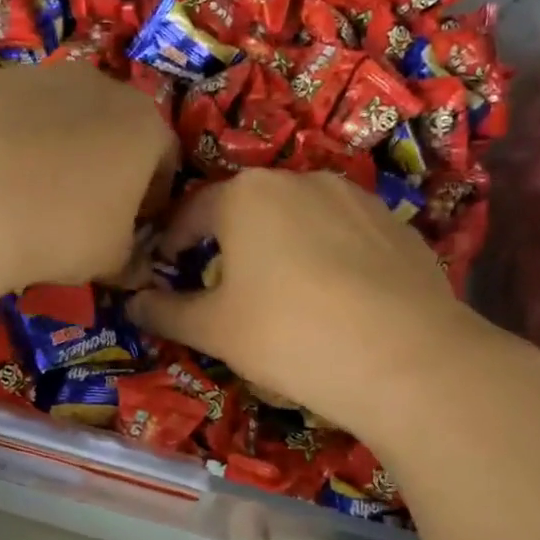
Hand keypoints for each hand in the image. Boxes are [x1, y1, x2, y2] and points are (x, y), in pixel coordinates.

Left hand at [0, 62, 177, 299]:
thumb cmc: (58, 229)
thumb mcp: (110, 260)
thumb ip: (130, 259)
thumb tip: (134, 269)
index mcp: (142, 123)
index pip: (166, 159)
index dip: (153, 198)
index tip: (134, 228)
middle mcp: (95, 85)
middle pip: (112, 128)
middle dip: (105, 167)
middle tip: (82, 212)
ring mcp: (34, 76)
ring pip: (58, 116)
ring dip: (54, 150)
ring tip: (26, 197)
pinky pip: (6, 117)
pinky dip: (5, 142)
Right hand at [127, 169, 505, 437]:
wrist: (407, 359)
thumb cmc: (288, 335)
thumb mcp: (212, 330)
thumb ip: (165, 312)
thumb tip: (132, 304)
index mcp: (245, 195)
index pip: (190, 212)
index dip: (170, 242)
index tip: (164, 270)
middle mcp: (300, 179)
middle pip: (246, 209)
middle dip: (227, 243)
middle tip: (222, 287)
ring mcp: (356, 198)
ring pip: (299, 219)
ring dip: (280, 247)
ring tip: (282, 295)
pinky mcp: (397, 225)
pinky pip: (344, 235)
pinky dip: (327, 258)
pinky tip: (335, 300)